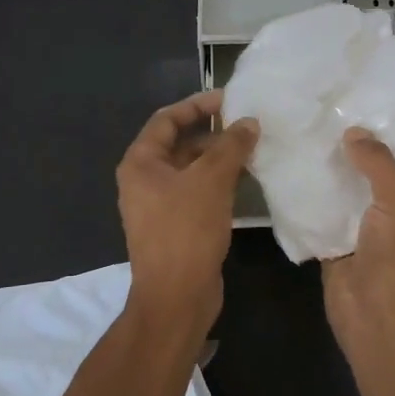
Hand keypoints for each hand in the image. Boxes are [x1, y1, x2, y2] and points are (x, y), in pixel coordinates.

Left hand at [116, 90, 258, 336]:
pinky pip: (197, 192)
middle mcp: (144, 180)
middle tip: (248, 125)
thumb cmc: (186, 231)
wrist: (176, 296)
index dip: (197, 105)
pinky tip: (246, 181)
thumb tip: (249, 122)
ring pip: (191, 170)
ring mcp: (159, 205)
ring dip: (219, 158)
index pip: (167, 119)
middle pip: (179, 144)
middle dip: (213, 133)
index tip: (230, 98)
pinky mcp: (176, 226)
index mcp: (141, 163)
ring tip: (253, 149)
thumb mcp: (210, 181)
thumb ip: (231, 146)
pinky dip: (218, 182)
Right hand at [322, 128, 394, 360]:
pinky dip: (308, 198)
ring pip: (343, 193)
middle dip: (352, 150)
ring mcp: (362, 230)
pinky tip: (288, 171)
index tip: (363, 106)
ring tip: (302, 133)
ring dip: (328, 172)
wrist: (375, 318)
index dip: (387, 136)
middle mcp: (392, 214)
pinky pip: (320, 214)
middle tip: (324, 113)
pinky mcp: (334, 245)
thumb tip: (354, 132)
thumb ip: (379, 164)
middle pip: (370, 174)